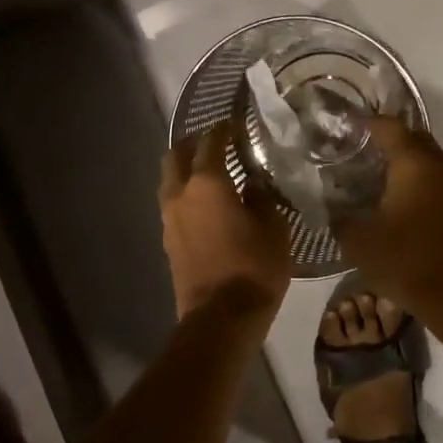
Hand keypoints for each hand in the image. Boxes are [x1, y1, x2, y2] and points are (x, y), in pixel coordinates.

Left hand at [159, 124, 291, 321]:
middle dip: (193, 144)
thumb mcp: (274, 227)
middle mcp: (181, 194)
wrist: (221, 318)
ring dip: (186, 170)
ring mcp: (169, 218)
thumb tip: (252, 183)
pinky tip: (207, 204)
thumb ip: (262, 197)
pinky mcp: (168, 241)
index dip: (223, 129)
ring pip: (170, 180)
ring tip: (212, 173)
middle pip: (176, 155)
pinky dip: (186, 194)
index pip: (211, 141)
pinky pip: (173, 204)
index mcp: (207, 183)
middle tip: (215, 143)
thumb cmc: (254, 267)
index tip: (235, 124)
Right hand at [335, 117, 442, 309]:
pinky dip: (417, 179)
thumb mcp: (358, 241)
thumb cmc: (405, 260)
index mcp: (413, 163)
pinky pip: (436, 179)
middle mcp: (438, 165)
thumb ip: (338, 216)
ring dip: (405, 159)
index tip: (345, 125)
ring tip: (376, 171)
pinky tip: (398, 198)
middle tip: (359, 147)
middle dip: (388, 137)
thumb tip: (328, 203)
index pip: (388, 126)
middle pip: (413, 137)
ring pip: (428, 158)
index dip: (366, 122)